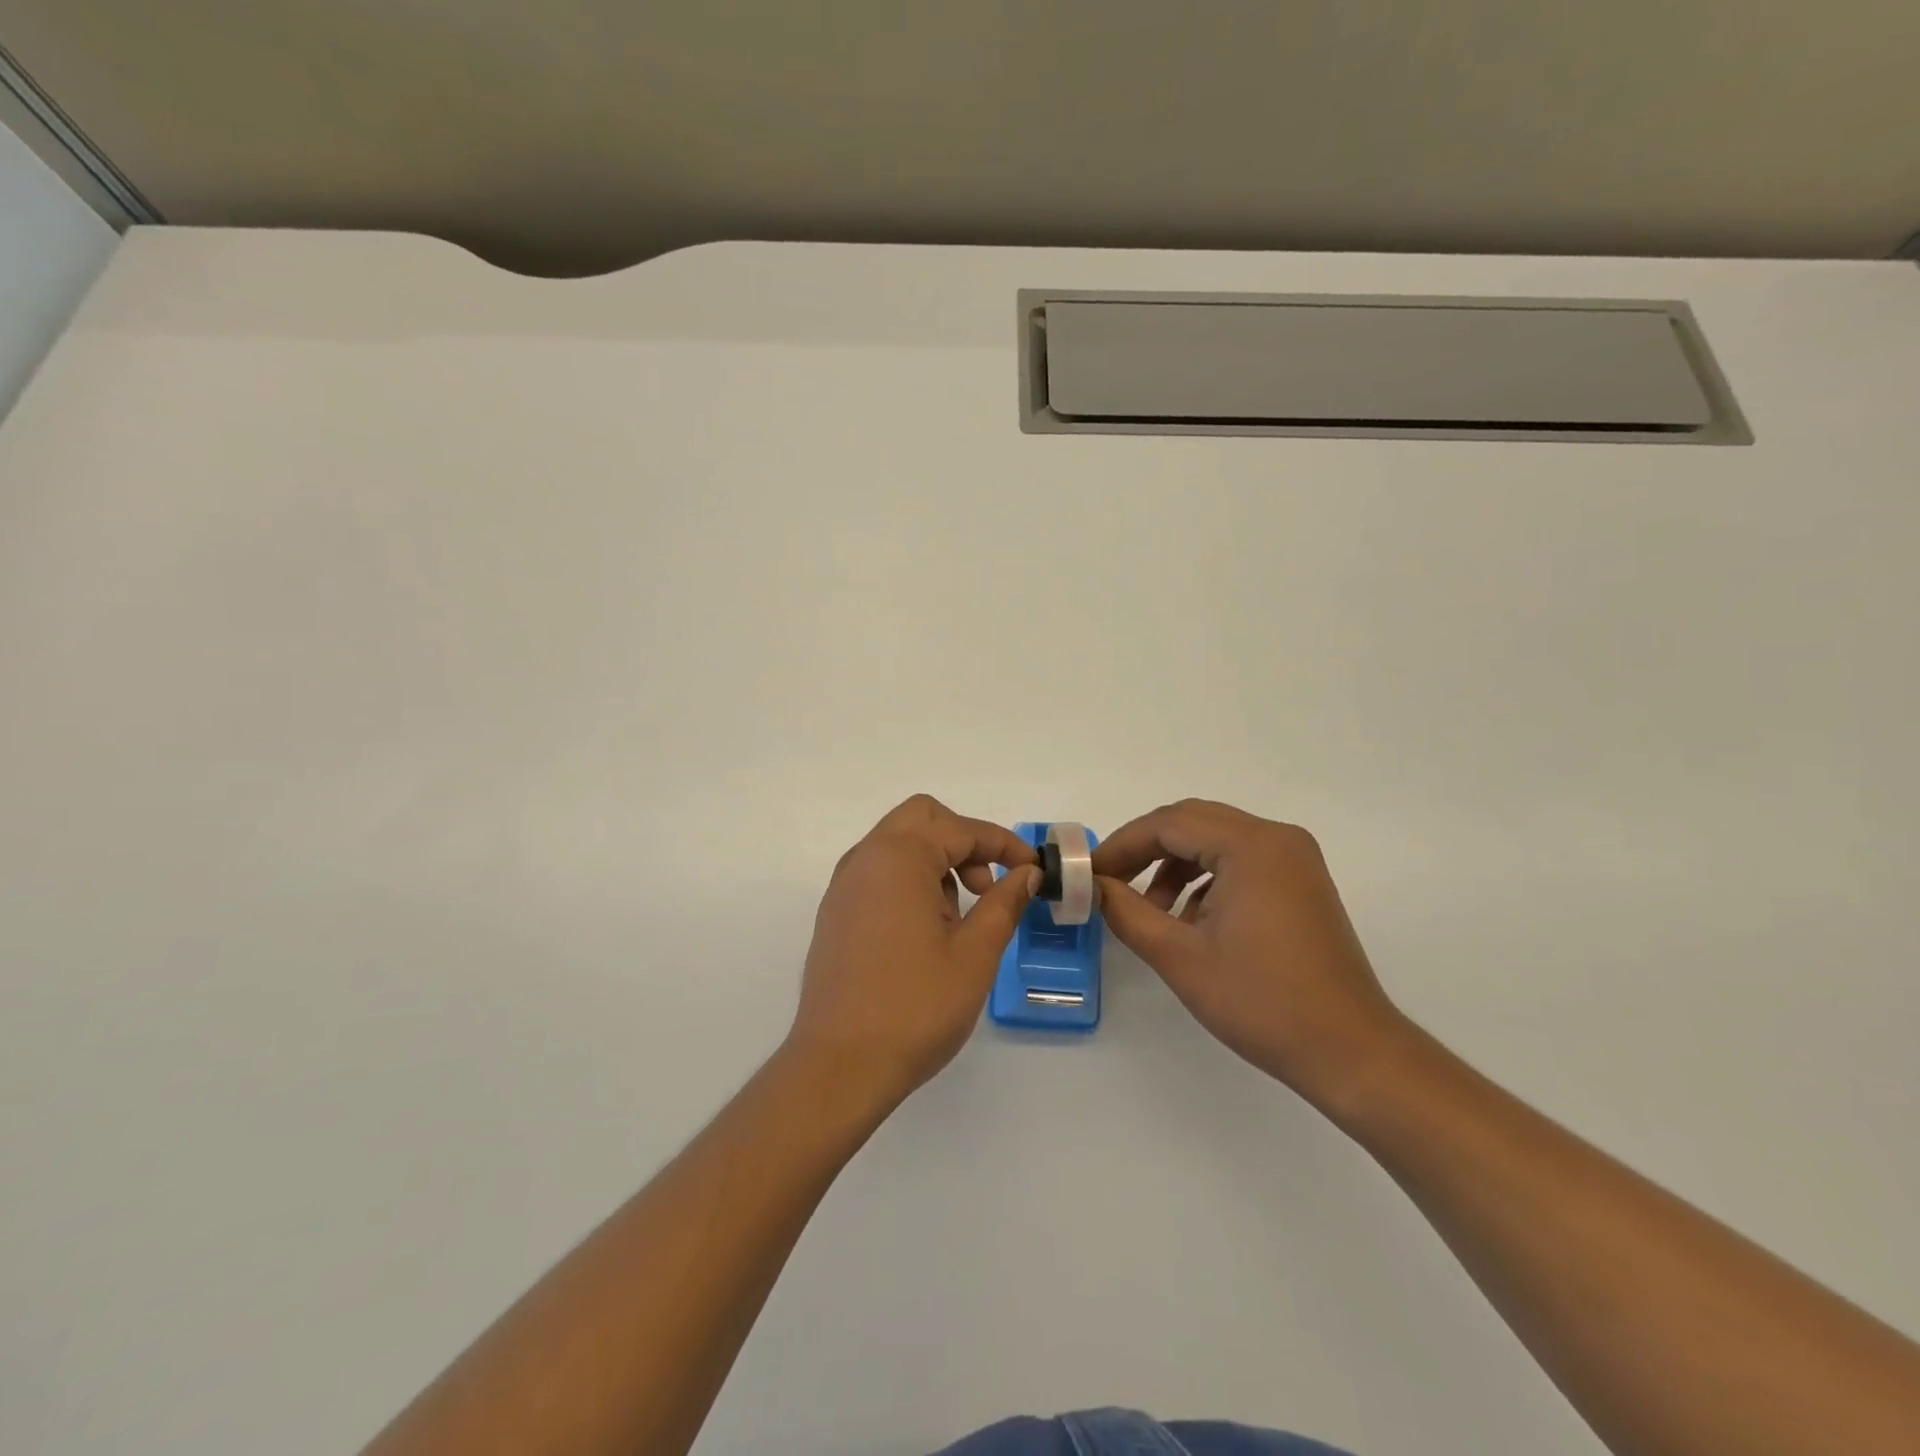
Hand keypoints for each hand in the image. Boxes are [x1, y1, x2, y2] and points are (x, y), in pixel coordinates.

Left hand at [787, 795, 1038, 1109]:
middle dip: (964, 841)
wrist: (839, 1066)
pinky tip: (925, 931)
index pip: (961, 829)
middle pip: (922, 818)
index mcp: (898, 857)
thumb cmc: (915, 1007)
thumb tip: (1025, 873)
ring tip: (956, 919)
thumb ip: (1004, 903)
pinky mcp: (836, 912)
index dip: (1004, 845)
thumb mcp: (974, 954)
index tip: (1032, 871)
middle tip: (985, 886)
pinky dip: (910, 879)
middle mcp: (865, 858)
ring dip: (936, 860)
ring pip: (898, 843)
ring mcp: (844, 885)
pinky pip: (879, 872)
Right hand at [1093, 799, 1406, 1106]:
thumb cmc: (1261, 1001)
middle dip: (1145, 849)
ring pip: (1215, 839)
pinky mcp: (1301, 882)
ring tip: (1152, 910)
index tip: (1090, 874)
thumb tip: (1095, 886)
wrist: (1349, 1051)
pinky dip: (1205, 878)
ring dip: (1175, 864)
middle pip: (1193, 821)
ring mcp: (1295, 859)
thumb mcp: (1180, 957)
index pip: (1169, 824)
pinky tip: (1191, 920)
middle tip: (1111, 881)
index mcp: (1252, 846)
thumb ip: (1127, 912)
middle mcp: (1277, 838)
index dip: (1122, 845)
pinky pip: (1239, 860)